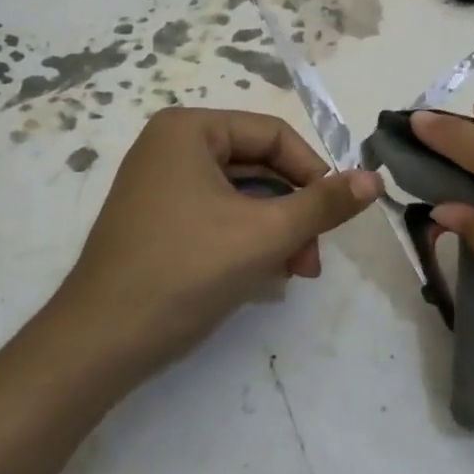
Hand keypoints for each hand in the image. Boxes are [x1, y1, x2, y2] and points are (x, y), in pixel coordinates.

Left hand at [50, 108, 380, 381]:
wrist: (98, 343)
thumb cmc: (184, 271)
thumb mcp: (264, 234)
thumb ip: (324, 204)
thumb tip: (375, 178)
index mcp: (190, 130)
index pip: (273, 136)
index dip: (314, 173)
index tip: (336, 216)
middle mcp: (171, 146)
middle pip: (258, 166)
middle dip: (294, 212)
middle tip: (314, 258)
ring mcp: (159, 184)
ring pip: (241, 196)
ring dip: (275, 231)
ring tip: (295, 273)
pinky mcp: (156, 220)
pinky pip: (217, 216)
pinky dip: (246, 240)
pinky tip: (264, 276)